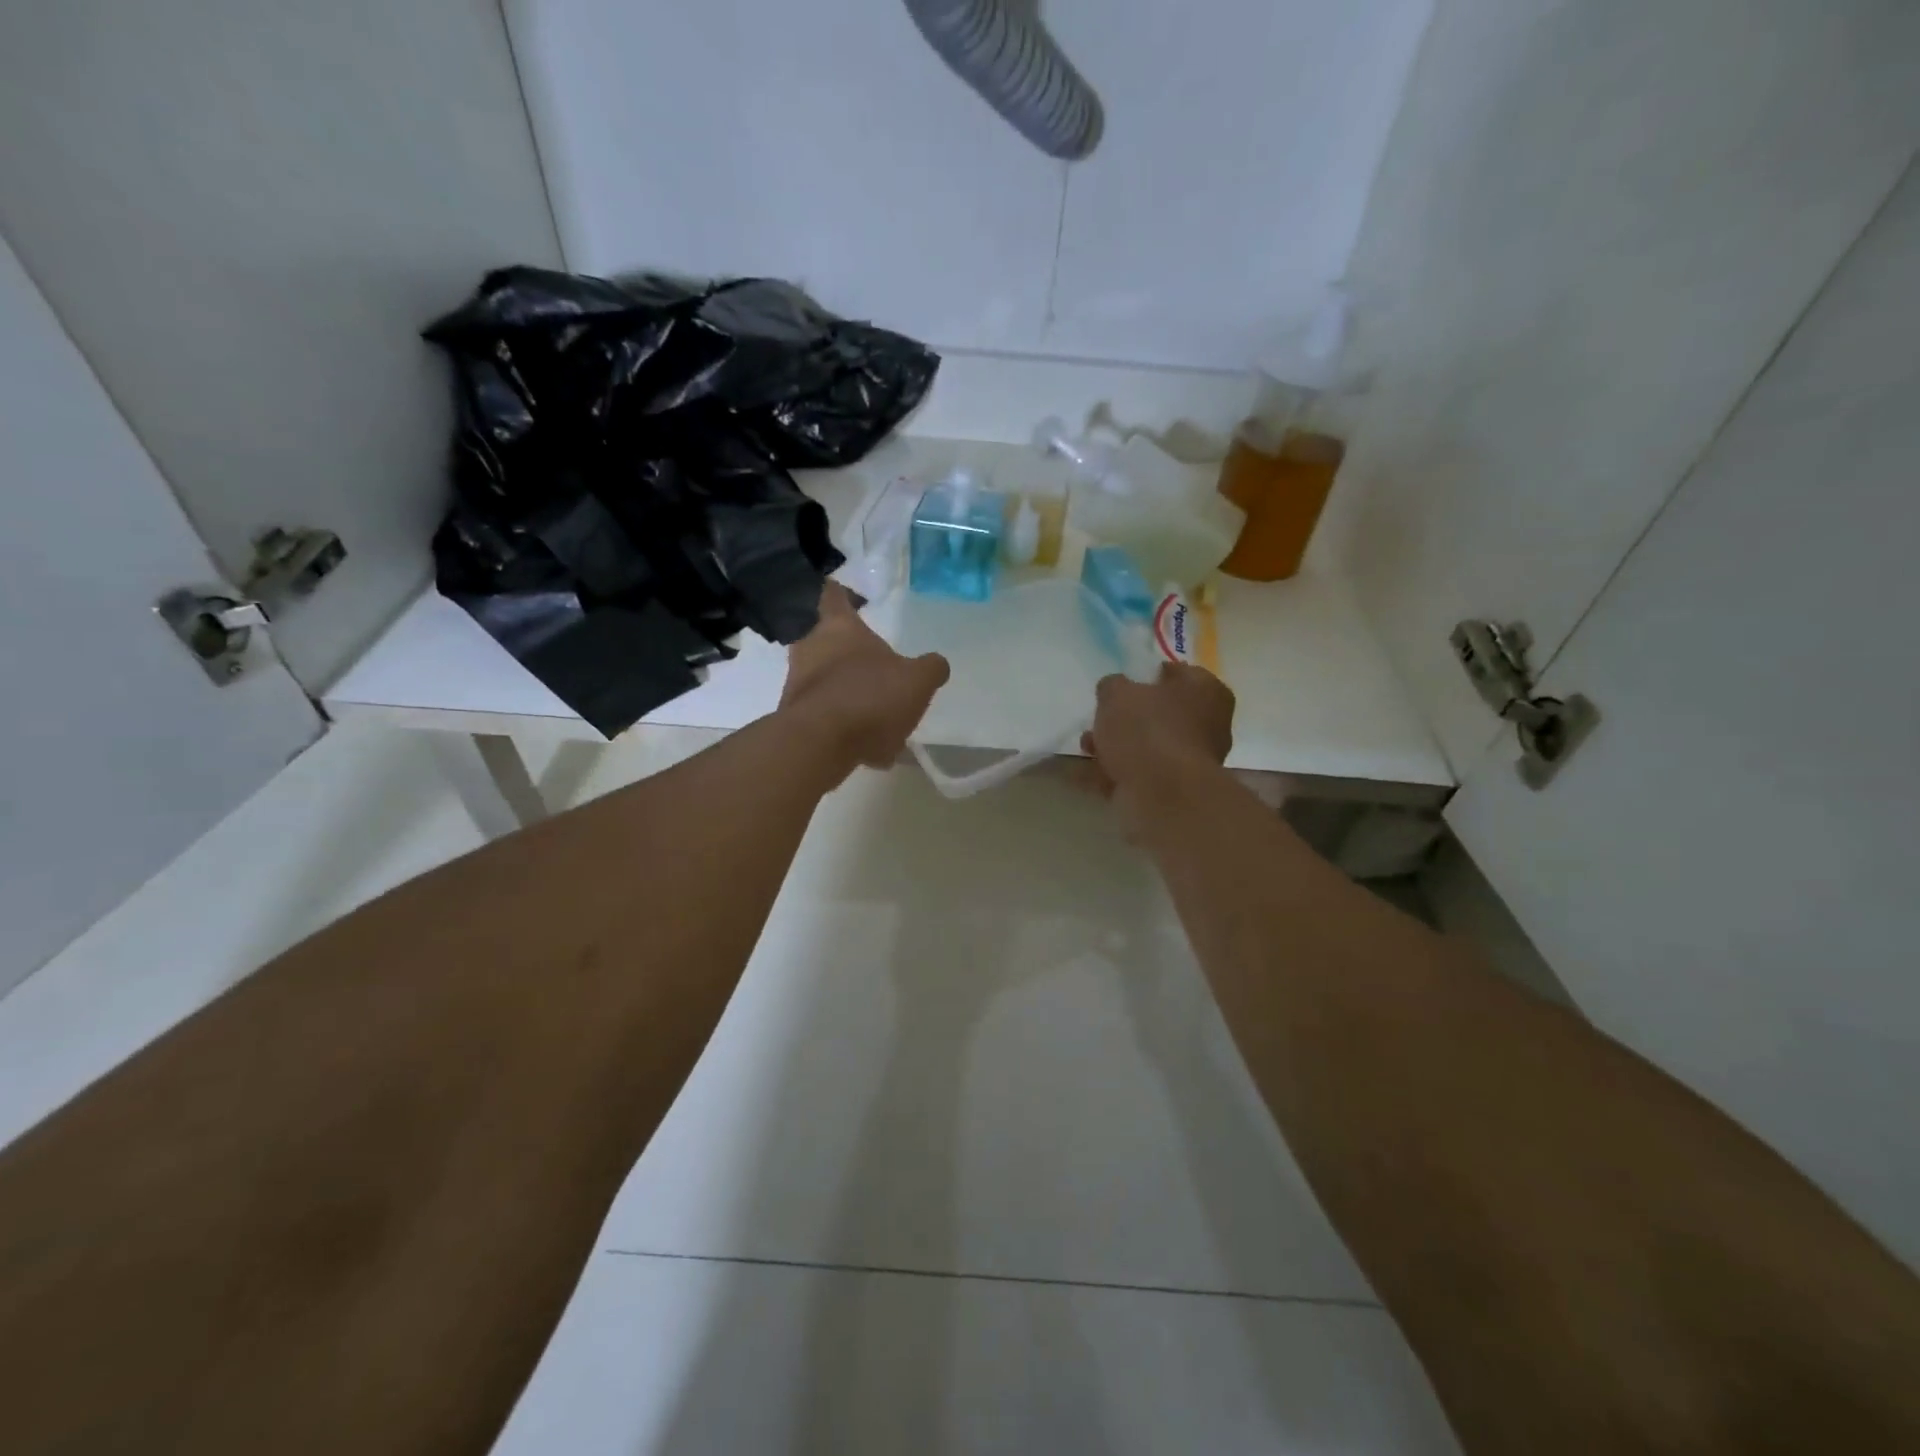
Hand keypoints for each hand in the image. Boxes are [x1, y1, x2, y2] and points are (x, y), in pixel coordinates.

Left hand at [780, 582, 949, 781]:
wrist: (819, 744)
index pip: (834, 596)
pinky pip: (822, 716)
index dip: (842, 593)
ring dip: (847, 693)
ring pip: (824, 680)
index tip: (849, 594)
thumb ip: (930, 669)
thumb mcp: (917, 682)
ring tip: (877, 716)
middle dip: (846, 651)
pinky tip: (867, 747)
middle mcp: (810, 648)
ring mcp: (796, 683)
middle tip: (872, 665)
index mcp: (839, 628)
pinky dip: (841, 726)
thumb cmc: (869, 697)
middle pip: (825, 640)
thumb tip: (936, 664)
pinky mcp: (792, 718)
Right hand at [1081, 664, 1234, 824]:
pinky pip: (1140, 775)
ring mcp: (1192, 760)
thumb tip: (1113, 690)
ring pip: (1148, 746)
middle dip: (1126, 718)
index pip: (1177, 672)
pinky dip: (1115, 774)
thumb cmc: (1147, 730)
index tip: (1123, 683)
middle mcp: (1208, 724)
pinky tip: (1086, 774)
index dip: (1148, 675)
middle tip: (1100, 718)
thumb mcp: (1118, 693)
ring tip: (1086, 748)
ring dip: (1117, 747)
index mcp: (1206, 691)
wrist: (1162, 794)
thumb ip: (1112, 685)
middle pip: (1161, 713)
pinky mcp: (1175, 790)